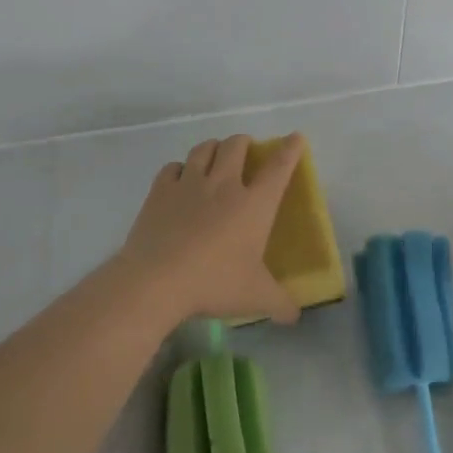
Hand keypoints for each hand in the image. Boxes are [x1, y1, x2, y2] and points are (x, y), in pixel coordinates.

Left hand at [117, 133, 305, 325]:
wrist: (156, 280)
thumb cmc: (214, 283)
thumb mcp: (255, 297)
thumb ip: (280, 303)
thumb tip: (295, 316)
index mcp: (254, 204)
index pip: (278, 168)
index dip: (290, 149)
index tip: (295, 137)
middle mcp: (224, 184)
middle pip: (236, 146)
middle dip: (244, 142)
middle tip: (246, 150)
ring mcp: (189, 184)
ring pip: (204, 149)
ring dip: (213, 147)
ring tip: (215, 155)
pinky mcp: (160, 191)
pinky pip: (173, 167)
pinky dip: (180, 168)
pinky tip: (180, 177)